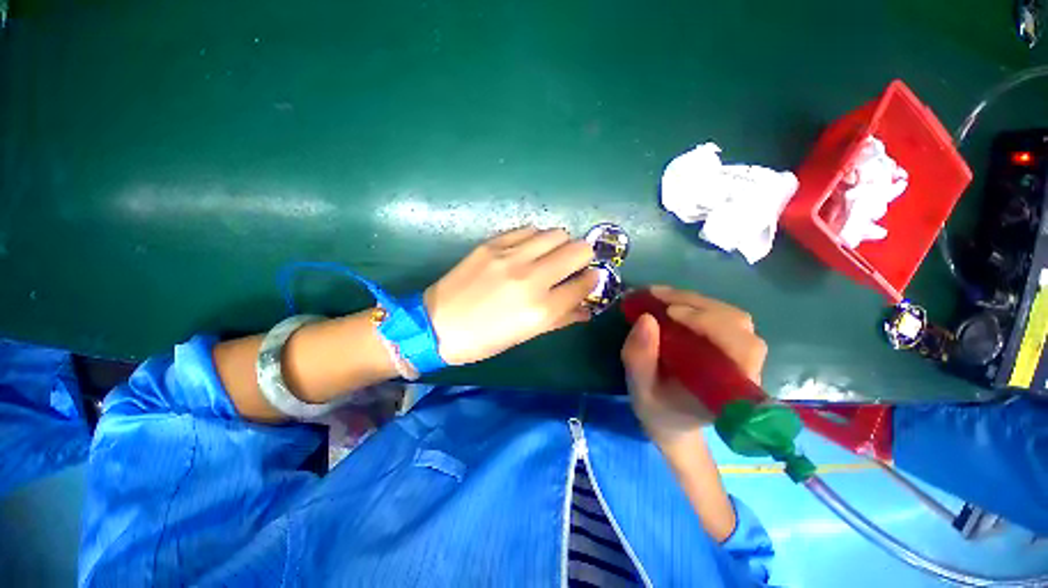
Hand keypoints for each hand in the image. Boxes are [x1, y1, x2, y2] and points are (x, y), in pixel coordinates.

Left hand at [425, 227, 597, 364]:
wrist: (437, 324)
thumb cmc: (484, 339)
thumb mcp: (526, 335)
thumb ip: (560, 319)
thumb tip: (586, 308)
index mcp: (541, 309)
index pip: (585, 283)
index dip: (592, 280)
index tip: (588, 279)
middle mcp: (531, 278)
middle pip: (578, 250)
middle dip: (583, 257)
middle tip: (573, 264)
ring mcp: (511, 256)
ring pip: (556, 233)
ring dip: (560, 244)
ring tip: (550, 255)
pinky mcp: (493, 244)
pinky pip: (528, 230)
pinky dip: (536, 238)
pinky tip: (528, 249)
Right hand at [621, 286, 766, 448]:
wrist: (671, 418)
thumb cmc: (658, 408)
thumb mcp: (640, 389)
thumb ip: (640, 359)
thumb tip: (646, 318)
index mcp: (730, 391)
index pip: (740, 349)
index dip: (710, 324)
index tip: (670, 313)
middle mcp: (744, 370)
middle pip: (737, 325)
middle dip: (696, 305)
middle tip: (657, 297)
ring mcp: (739, 355)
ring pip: (731, 316)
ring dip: (695, 301)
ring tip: (660, 297)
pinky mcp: (729, 344)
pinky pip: (721, 316)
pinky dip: (694, 304)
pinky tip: (670, 301)